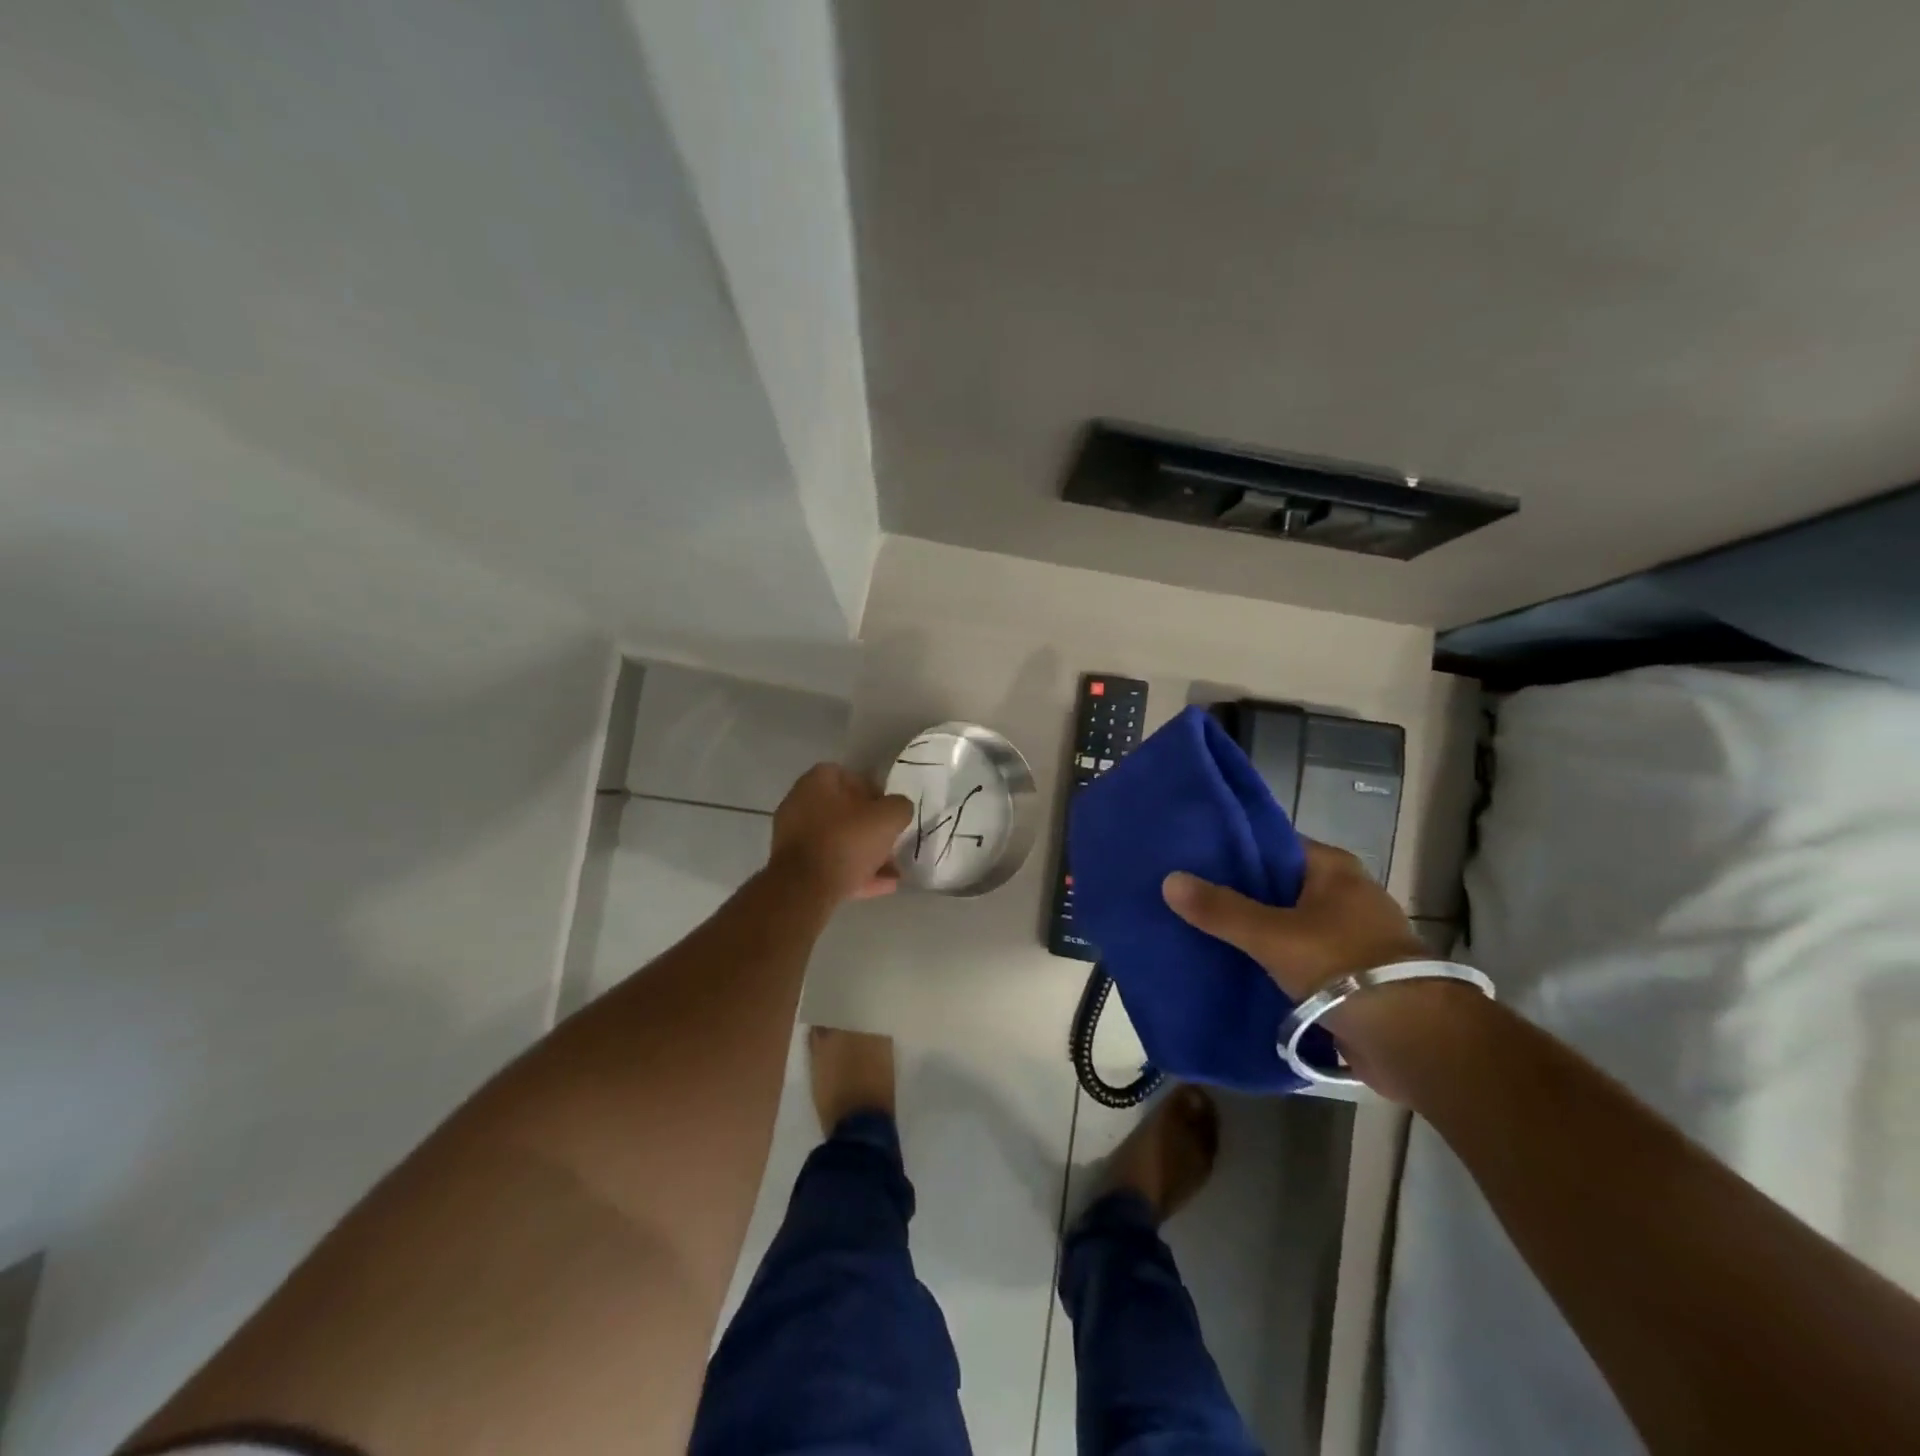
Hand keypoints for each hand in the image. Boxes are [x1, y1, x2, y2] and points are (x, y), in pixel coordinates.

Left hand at [770, 764, 913, 903]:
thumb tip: (898, 810)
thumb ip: (900, 807)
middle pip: (844, 812)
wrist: (804, 888)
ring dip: (866, 854)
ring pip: (838, 841)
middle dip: (871, 829)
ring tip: (893, 872)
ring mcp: (794, 836)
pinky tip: (881, 886)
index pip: (850, 777)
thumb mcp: (888, 817)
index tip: (889, 813)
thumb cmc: (846, 841)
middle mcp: (800, 803)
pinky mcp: (794, 867)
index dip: (874, 793)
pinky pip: (829, 864)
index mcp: (817, 782)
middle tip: (892, 843)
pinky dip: (854, 872)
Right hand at [1161, 840, 1426, 999]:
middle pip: (1275, 885)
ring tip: (1198, 930)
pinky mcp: (1349, 975)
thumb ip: (1221, 909)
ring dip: (1251, 931)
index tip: (1190, 856)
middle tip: (1185, 895)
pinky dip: (1269, 960)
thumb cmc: (1343, 968)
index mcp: (1332, 869)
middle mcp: (1343, 895)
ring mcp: (1348, 937)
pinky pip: (1296, 957)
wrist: (1414, 1042)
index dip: (1232, 848)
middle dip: (1235, 893)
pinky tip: (1231, 967)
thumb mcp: (1272, 934)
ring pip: (1285, 924)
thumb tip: (1169, 880)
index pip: (1272, 844)